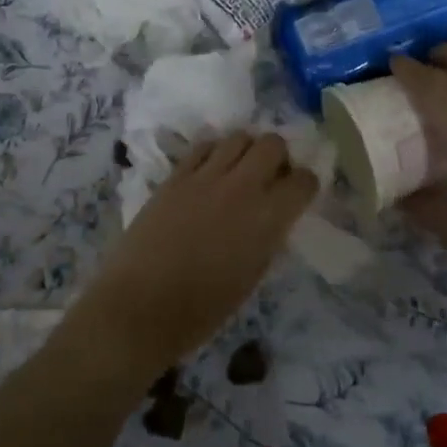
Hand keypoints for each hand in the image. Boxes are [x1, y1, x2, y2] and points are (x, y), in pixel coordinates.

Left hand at [69, 133, 316, 374]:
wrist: (141, 304)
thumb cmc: (202, 309)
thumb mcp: (251, 277)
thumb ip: (267, 238)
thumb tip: (273, 218)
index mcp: (267, 219)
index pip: (303, 181)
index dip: (305, 184)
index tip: (299, 192)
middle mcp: (241, 188)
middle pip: (272, 144)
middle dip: (279, 156)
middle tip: (270, 176)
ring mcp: (205, 176)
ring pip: (238, 137)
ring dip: (246, 150)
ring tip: (239, 170)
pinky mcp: (176, 176)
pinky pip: (203, 147)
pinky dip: (214, 153)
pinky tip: (210, 171)